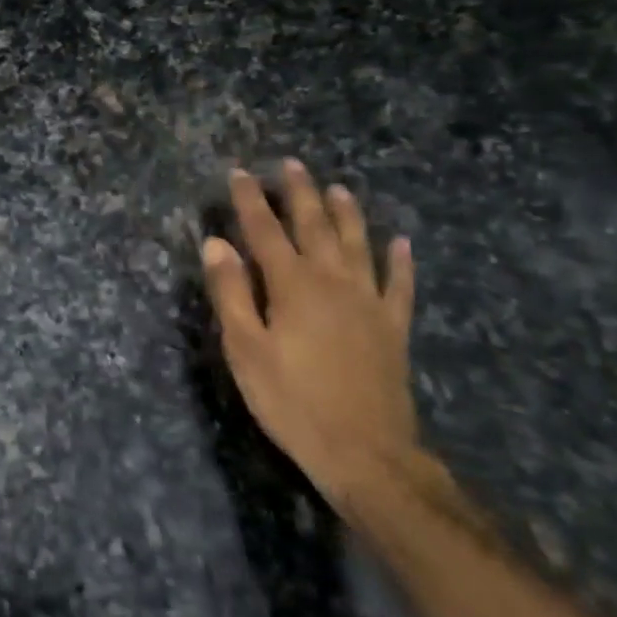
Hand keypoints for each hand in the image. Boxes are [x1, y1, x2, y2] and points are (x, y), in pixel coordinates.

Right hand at [201, 159, 418, 509]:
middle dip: (301, 194)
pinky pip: (400, 284)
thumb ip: (230, 293)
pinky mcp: (393, 327)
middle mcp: (333, 282)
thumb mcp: (245, 349)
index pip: (265, 231)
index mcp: (292, 286)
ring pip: (358, 245)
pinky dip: (401, 261)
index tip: (239, 173)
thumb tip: (215, 244)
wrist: (365, 451)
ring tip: (339, 188)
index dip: (250, 201)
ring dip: (348, 214)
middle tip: (292, 165)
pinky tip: (401, 243)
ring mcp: (369, 303)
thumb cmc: (291, 400)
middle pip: (315, 227)